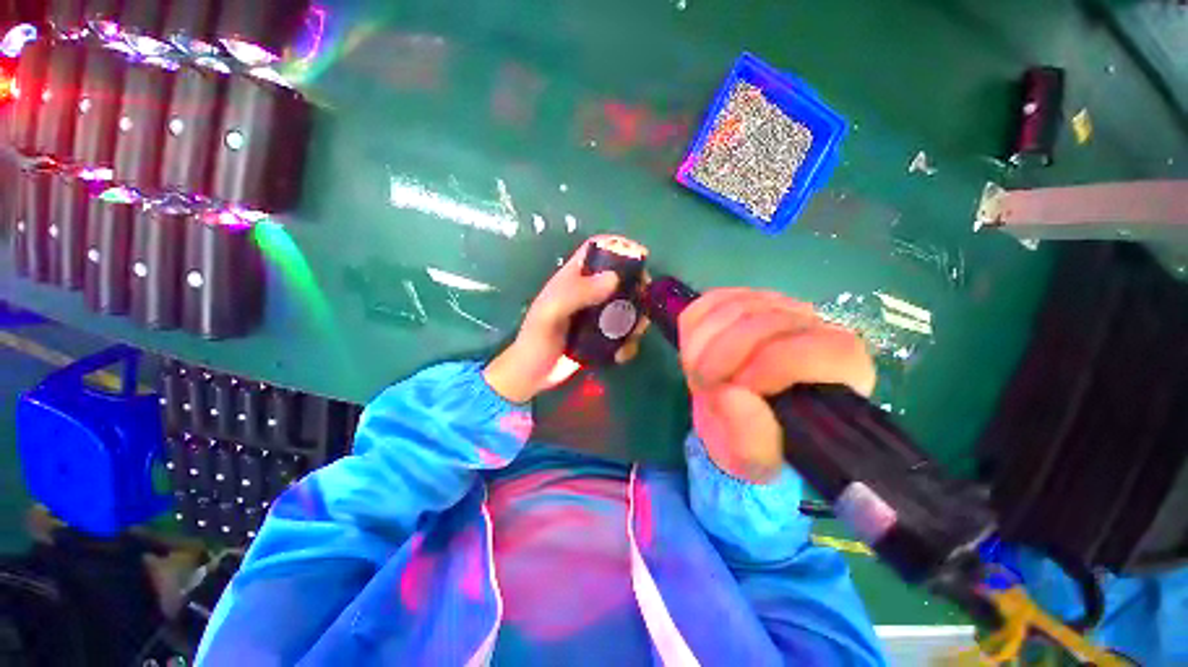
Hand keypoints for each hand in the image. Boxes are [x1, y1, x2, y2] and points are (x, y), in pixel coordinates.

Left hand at [484, 238, 646, 402]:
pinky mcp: (603, 337)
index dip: (618, 245)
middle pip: (621, 278)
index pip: (597, 249)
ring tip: (633, 335)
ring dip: (637, 319)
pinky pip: (625, 333)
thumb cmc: (536, 340)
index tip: (642, 256)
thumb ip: (577, 293)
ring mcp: (598, 316)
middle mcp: (588, 293)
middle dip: (637, 287)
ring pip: (628, 307)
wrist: (533, 376)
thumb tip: (615, 278)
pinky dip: (629, 343)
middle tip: (644, 300)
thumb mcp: (550, 313)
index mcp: (573, 278)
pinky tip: (620, 356)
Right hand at [679, 289, 875, 482]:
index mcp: (841, 367)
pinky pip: (711, 299)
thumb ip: (749, 439)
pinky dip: (695, 326)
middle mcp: (816, 327)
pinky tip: (698, 349)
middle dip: (719, 358)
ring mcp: (778, 306)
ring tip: (700, 373)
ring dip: (702, 345)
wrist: (742, 416)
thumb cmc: (757, 440)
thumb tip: (729, 394)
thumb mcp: (755, 460)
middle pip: (761, 321)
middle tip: (704, 387)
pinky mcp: (746, 298)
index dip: (762, 369)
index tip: (729, 394)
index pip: (805, 350)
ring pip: (732, 306)